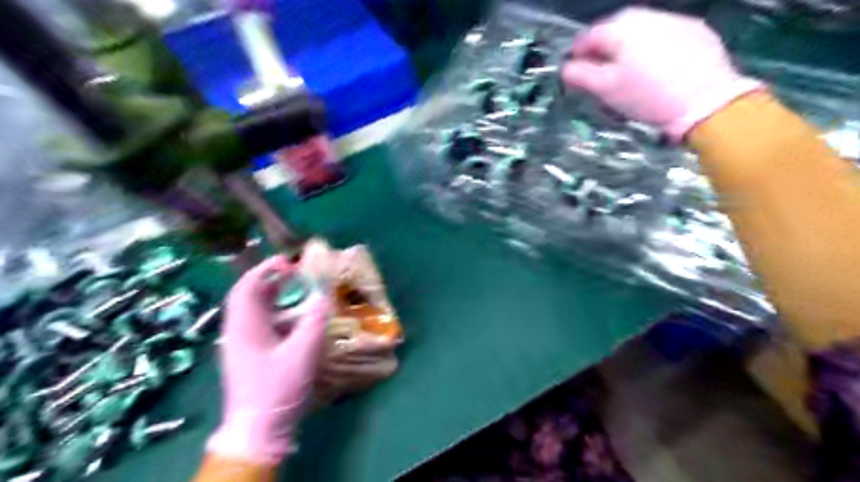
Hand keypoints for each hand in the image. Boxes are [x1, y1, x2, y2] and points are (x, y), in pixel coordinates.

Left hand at [207, 256, 330, 462]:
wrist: (259, 430)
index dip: (264, 270)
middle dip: (271, 280)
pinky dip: (277, 312)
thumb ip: (314, 320)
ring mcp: (243, 345)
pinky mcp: (251, 355)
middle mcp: (238, 332)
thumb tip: (324, 295)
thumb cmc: (278, 388)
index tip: (287, 261)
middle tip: (296, 273)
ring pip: (255, 310)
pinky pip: (262, 323)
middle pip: (249, 296)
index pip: (245, 288)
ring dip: (275, 295)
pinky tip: (295, 316)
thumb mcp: (302, 352)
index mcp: (243, 328)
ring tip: (298, 289)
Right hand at [562, 8, 760, 141]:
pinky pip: (663, 36)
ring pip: (640, 31)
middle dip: (603, 48)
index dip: (577, 53)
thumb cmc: (647, 95)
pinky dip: (652, 48)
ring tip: (625, 71)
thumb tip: (566, 68)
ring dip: (627, 47)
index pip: (589, 35)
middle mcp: (647, 16)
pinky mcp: (696, 31)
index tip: (574, 70)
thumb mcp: (606, 89)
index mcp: (621, 28)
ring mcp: (674, 21)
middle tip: (598, 71)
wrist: (705, 101)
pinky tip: (654, 69)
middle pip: (615, 29)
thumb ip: (581, 76)